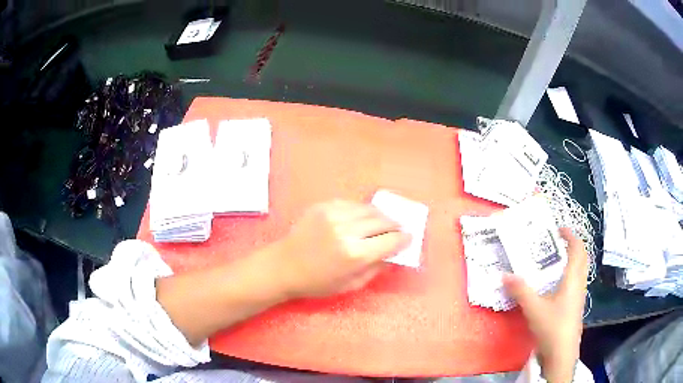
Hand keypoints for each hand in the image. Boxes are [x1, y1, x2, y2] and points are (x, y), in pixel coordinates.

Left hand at [274, 200, 411, 298]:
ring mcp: (334, 214)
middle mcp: (347, 230)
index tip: (408, 238)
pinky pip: (351, 204)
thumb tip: (394, 252)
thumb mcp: (351, 285)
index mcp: (355, 254)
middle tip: (398, 229)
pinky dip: (361, 211)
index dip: (404, 239)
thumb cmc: (317, 283)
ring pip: (369, 209)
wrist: (284, 266)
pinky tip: (360, 218)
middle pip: (384, 220)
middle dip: (395, 225)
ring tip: (382, 222)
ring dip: (381, 216)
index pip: (392, 240)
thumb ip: (376, 267)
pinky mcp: (323, 206)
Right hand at [503, 228, 587, 382]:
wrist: (562, 353)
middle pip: (582, 257)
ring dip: (571, 260)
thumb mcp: (534, 308)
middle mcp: (579, 283)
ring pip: (580, 270)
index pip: (577, 249)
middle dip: (572, 246)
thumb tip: (504, 275)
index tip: (558, 229)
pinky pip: (576, 282)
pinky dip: (569, 274)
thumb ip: (520, 291)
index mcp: (573, 278)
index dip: (570, 236)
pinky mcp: (575, 306)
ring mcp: (579, 295)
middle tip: (557, 243)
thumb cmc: (552, 327)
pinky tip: (555, 285)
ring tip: (555, 260)